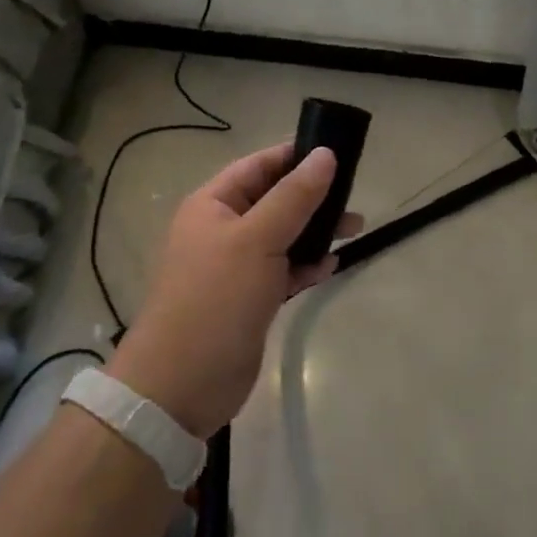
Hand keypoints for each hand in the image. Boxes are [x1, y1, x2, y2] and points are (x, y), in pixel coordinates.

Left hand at [107, 142, 361, 437]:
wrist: (183, 383)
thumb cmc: (217, 299)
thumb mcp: (258, 239)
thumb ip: (294, 196)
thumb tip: (324, 154)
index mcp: (213, 205)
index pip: (258, 165)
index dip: (295, 155)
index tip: (337, 152)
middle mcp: (222, 229)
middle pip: (274, 199)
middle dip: (312, 196)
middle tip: (353, 196)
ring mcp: (235, 266)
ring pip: (283, 235)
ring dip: (315, 231)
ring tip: (354, 229)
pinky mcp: (249, 298)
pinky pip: (283, 269)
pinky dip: (305, 265)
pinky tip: (329, 266)